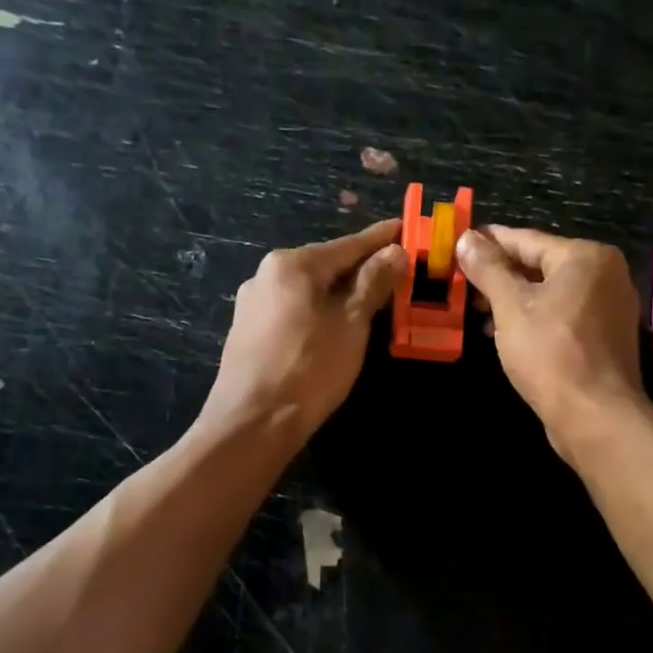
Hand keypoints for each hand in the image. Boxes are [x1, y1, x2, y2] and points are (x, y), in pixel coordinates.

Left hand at [202, 219, 406, 443]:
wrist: (253, 423)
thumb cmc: (310, 369)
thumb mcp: (351, 324)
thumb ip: (373, 283)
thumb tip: (395, 252)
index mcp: (291, 265)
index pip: (347, 245)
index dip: (380, 239)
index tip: (405, 229)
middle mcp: (265, 275)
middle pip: (324, 266)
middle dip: (359, 269)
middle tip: (395, 271)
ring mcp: (251, 305)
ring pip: (307, 291)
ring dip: (338, 294)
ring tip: (370, 301)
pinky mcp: (247, 334)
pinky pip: (292, 312)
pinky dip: (318, 313)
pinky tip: (333, 327)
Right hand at [456, 225, 645, 455]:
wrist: (595, 415)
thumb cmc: (550, 353)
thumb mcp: (510, 306)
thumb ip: (487, 269)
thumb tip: (466, 238)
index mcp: (585, 257)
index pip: (527, 239)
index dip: (489, 241)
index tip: (460, 241)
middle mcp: (605, 275)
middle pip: (541, 265)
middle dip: (500, 275)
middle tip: (463, 283)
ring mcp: (610, 308)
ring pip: (551, 293)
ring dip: (514, 300)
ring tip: (478, 311)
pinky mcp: (606, 339)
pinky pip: (563, 317)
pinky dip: (535, 320)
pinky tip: (506, 334)